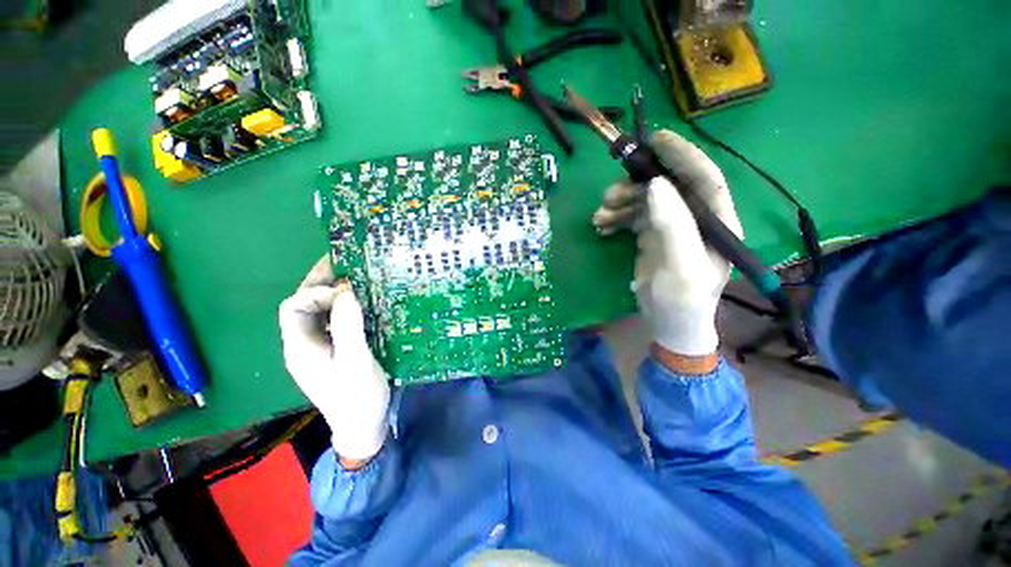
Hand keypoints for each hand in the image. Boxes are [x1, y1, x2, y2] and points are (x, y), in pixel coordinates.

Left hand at [278, 256, 390, 464]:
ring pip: (319, 312)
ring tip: (354, 276)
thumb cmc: (357, 396)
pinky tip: (362, 302)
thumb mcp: (355, 362)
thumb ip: (348, 328)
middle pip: (303, 305)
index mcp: (300, 346)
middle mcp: (304, 343)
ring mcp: (319, 347)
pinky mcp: (335, 350)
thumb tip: (346, 294)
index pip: (294, 307)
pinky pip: (334, 321)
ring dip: (333, 292)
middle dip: (319, 282)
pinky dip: (345, 307)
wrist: (363, 425)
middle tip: (343, 263)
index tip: (347, 291)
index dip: (316, 292)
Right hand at [593, 130, 742, 364]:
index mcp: (714, 221)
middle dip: (636, 185)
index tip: (656, 140)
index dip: (683, 155)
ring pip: (645, 200)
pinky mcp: (652, 235)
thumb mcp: (681, 266)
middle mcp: (694, 218)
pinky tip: (601, 226)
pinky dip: (616, 217)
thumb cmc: (682, 300)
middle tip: (608, 195)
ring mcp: (671, 226)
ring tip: (599, 216)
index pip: (704, 177)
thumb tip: (655, 185)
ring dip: (620, 203)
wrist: (668, 324)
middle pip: (667, 186)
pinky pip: (632, 216)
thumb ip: (673, 225)